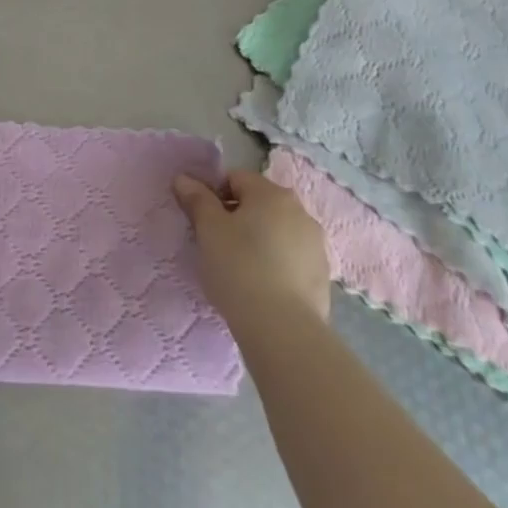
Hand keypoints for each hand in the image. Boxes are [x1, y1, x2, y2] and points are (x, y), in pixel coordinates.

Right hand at [175, 167, 330, 332]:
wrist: (283, 328)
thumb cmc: (239, 267)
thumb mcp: (208, 230)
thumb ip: (197, 199)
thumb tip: (184, 179)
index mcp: (271, 193)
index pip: (235, 178)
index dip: (214, 195)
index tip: (202, 221)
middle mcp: (300, 211)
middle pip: (259, 203)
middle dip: (237, 217)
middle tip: (217, 244)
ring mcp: (316, 244)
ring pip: (277, 231)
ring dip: (258, 240)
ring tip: (240, 269)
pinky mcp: (323, 275)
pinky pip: (291, 258)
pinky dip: (276, 264)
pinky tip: (262, 287)